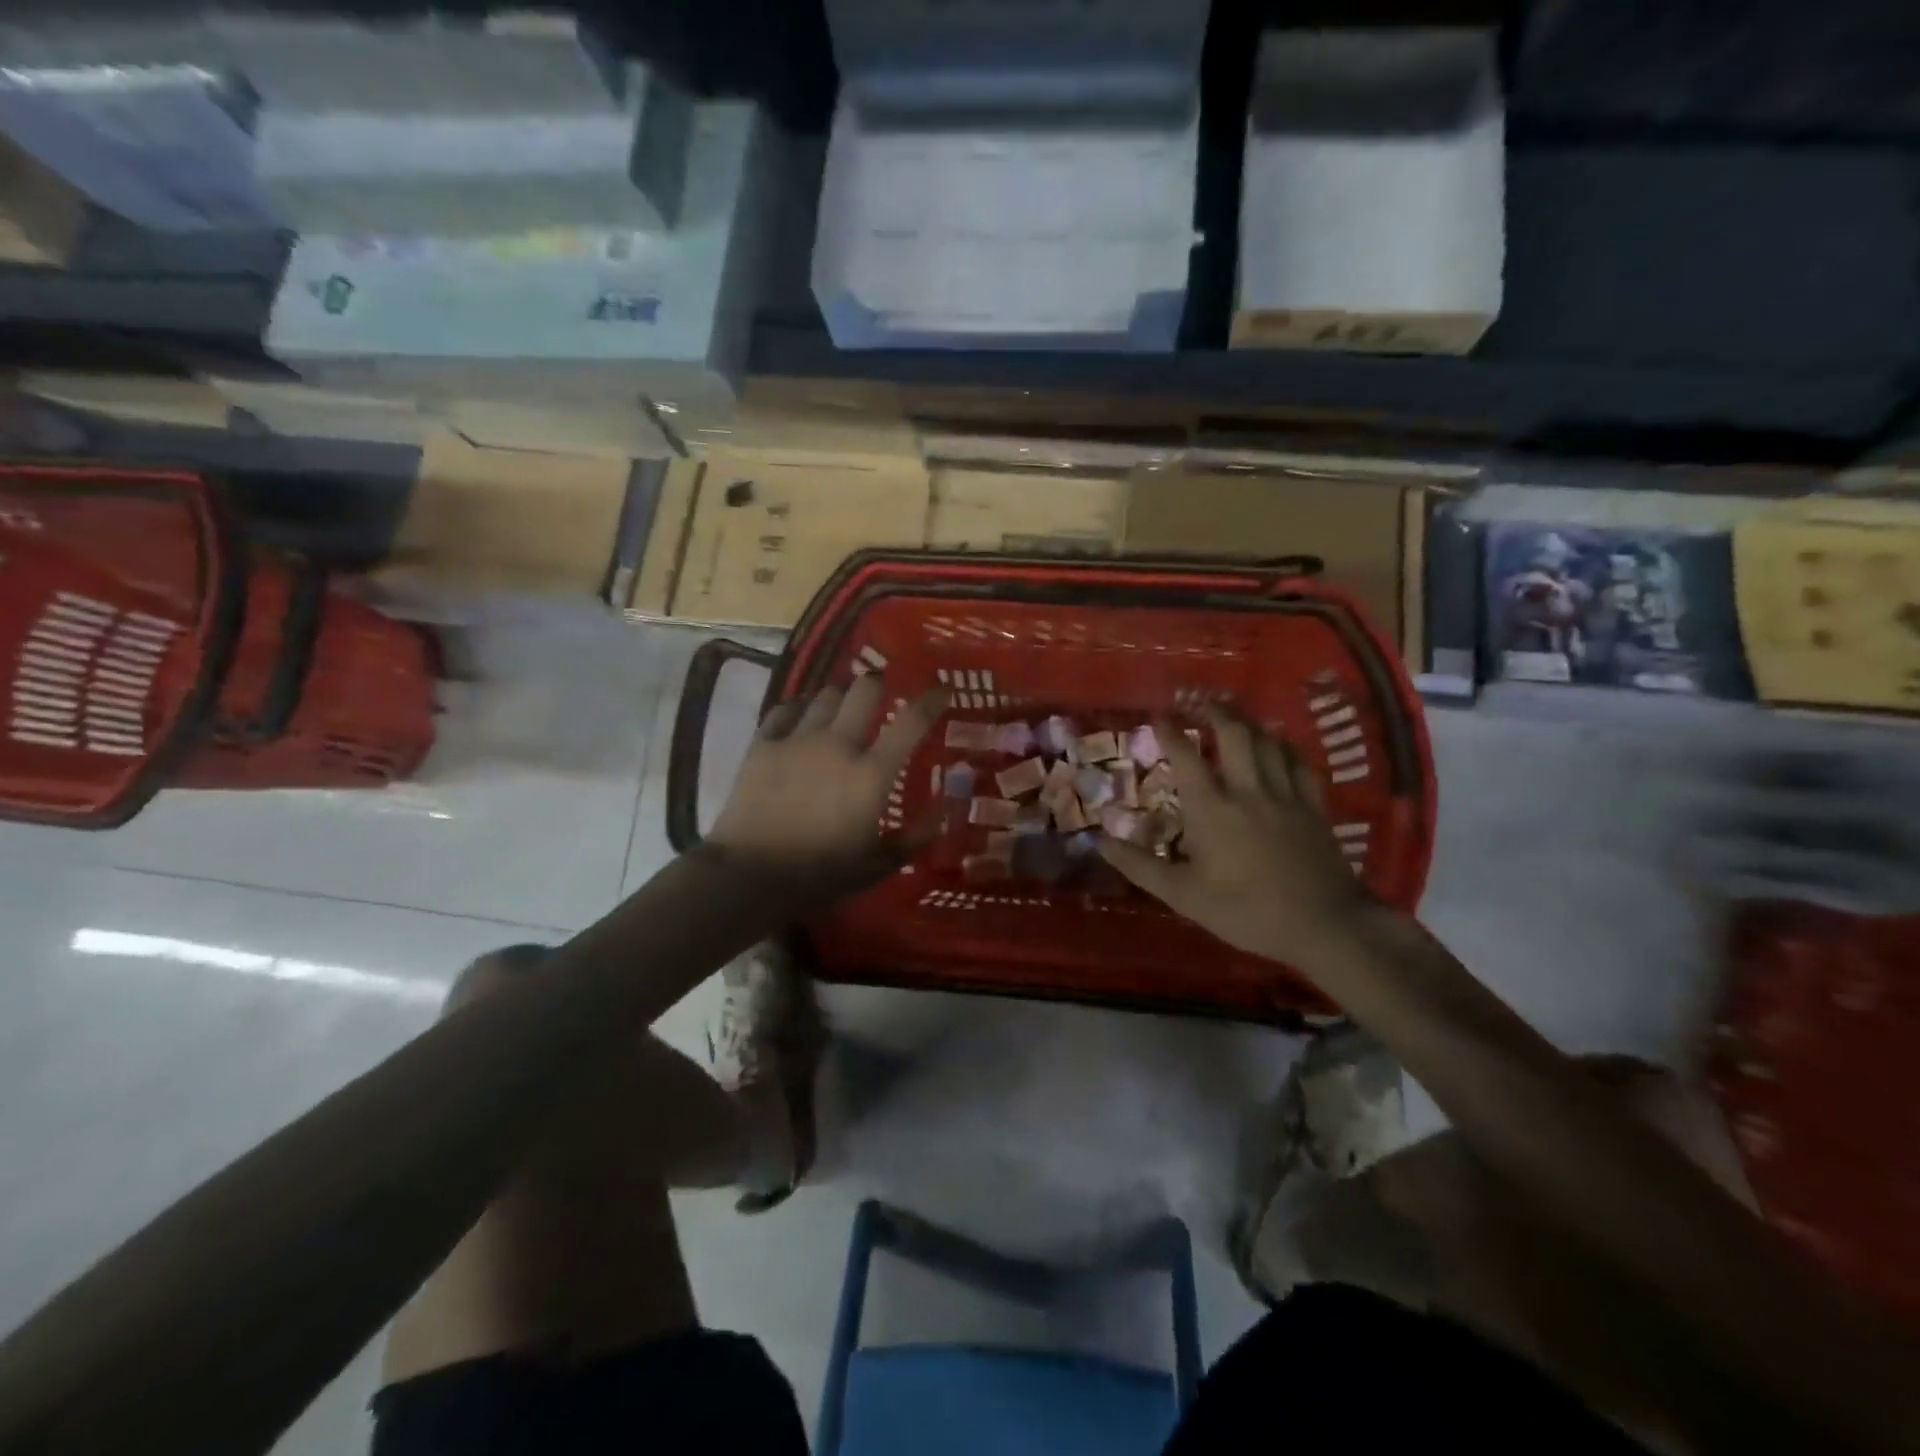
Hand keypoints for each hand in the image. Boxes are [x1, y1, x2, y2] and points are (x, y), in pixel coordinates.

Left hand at [706, 672, 947, 891]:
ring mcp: (797, 740)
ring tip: (841, 707)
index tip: (941, 690)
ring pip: (825, 695)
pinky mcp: (762, 744)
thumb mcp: (875, 866)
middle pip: (864, 691)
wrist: (749, 875)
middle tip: (880, 695)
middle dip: (877, 686)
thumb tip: (943, 815)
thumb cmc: (818, 875)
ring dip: (839, 697)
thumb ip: (912, 839)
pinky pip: (784, 709)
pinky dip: (799, 708)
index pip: (911, 723)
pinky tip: (801, 717)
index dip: (931, 700)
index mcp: (871, 774)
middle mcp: (838, 745)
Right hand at [1099, 706, 1371, 973]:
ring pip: (1268, 742)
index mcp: (1212, 809)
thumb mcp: (1183, 895)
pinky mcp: (1314, 806)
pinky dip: (1285, 747)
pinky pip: (1300, 763)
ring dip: (1248, 723)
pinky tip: (1279, 745)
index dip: (1169, 732)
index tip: (1158, 716)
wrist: (1323, 926)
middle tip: (1200, 702)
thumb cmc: (1245, 911)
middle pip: (1233, 734)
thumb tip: (1100, 843)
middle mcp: (1248, 790)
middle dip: (1214, 712)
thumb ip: (1140, 866)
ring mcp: (1285, 795)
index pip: (1185, 756)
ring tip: (1235, 714)